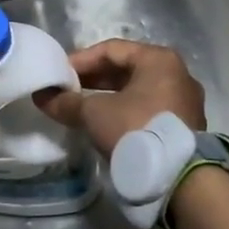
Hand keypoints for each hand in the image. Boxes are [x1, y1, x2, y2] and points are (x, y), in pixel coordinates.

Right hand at [36, 39, 205, 157]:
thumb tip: (42, 97)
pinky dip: (127, 113)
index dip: (81, 60)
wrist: (180, 178)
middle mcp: (178, 74)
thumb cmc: (136, 129)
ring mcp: (186, 102)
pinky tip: (108, 127)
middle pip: (127, 69)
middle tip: (69, 91)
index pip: (112, 49)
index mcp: (159, 59)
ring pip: (139, 91)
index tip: (60, 75)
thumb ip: (67, 102)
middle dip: (95, 80)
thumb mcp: (95, 113)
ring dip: (110, 98)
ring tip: (84, 109)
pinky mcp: (186, 128)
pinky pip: (150, 110)